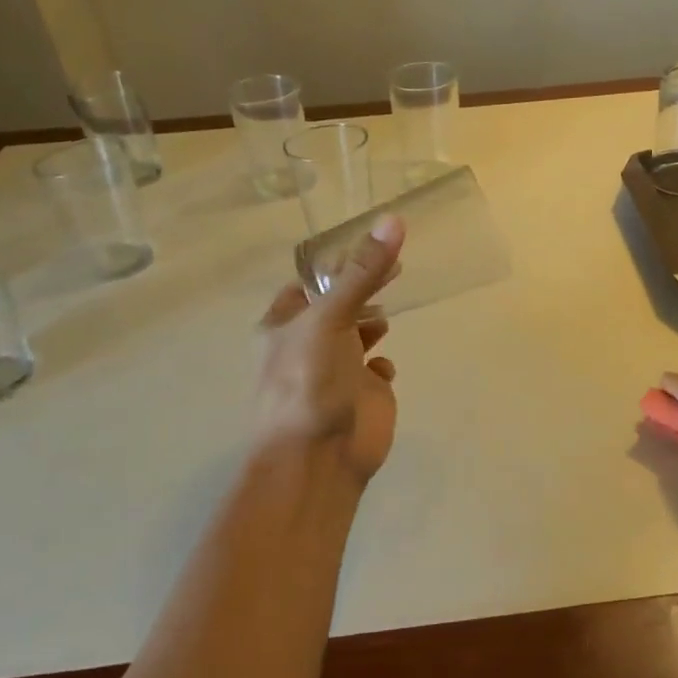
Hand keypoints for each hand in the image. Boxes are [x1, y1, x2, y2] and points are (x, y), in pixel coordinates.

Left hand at [255, 216, 404, 482]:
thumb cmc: (310, 381)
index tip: (368, 246)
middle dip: (361, 288)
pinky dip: (382, 363)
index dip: (336, 265)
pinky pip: (376, 369)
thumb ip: (363, 272)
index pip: (308, 283)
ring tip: (389, 310)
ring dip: (371, 322)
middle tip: (394, 267)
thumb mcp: (331, 318)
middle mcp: (307, 344)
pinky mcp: (363, 393)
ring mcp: (336, 370)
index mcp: (283, 324)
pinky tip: (385, 365)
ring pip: (357, 335)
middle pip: (337, 305)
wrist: (319, 459)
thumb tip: (394, 219)